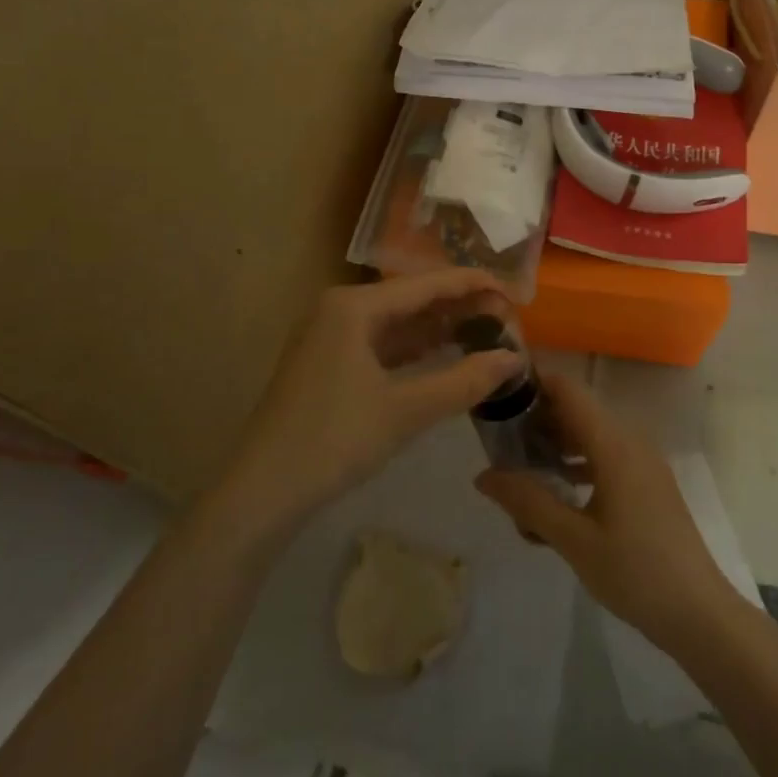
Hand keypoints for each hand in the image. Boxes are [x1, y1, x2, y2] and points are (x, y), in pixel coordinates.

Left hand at [218, 269, 523, 538]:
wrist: (262, 492)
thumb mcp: (405, 411)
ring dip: (438, 328)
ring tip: (486, 332)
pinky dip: (414, 350)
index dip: (472, 284)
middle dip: (459, 307)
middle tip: (507, 317)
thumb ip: (464, 380)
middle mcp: (341, 309)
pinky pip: (382, 344)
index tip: (513, 291)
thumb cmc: (334, 440)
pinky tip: (444, 355)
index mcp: (354, 306)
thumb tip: (514, 359)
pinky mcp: (329, 363)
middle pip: (412, 299)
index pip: (426, 284)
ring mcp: (331, 337)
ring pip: (397, 323)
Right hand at [474, 372, 739, 648]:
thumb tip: (483, 475)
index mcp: (614, 444)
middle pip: (577, 411)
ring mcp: (643, 462)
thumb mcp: (574, 540)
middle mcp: (630, 442)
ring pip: (591, 436)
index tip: (498, 393)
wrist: (699, 613)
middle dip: (538, 420)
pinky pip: (606, 457)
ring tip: (520, 470)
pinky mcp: (648, 483)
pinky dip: (578, 464)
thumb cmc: (635, 572)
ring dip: (557, 446)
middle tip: (499, 441)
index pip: (568, 391)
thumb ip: (528, 502)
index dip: (534, 383)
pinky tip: (556, 495)